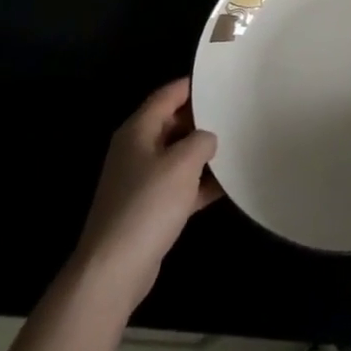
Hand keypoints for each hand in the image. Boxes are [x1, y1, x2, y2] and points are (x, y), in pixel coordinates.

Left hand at [73, 79, 221, 312]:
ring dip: (203, 154)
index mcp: (138, 130)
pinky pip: (179, 186)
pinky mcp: (148, 210)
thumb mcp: (183, 163)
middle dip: (201, 119)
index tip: (220, 80)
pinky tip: (227, 185)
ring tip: (237, 144)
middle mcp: (137, 150)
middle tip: (234, 112)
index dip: (192, 86)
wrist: (114, 270)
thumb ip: (201, 140)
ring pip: (177, 156)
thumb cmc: (148, 205)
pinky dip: (199, 184)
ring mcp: (141, 181)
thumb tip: (207, 138)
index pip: (167, 95)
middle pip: (172, 124)